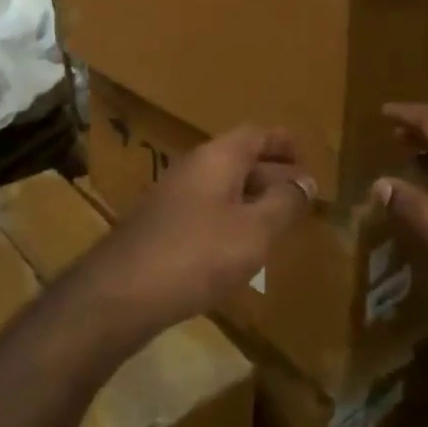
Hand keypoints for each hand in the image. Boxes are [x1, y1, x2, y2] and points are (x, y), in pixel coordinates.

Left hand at [82, 126, 312, 340]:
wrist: (121, 292)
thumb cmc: (197, 253)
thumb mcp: (254, 230)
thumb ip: (283, 204)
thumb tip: (306, 181)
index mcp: (217, 157)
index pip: (255, 135)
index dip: (281, 143)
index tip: (305, 155)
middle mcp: (193, 167)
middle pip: (239, 158)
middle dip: (271, 172)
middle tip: (301, 192)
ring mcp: (173, 196)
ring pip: (222, 186)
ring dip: (251, 198)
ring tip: (279, 220)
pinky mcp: (162, 226)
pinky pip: (207, 209)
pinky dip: (231, 218)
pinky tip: (240, 246)